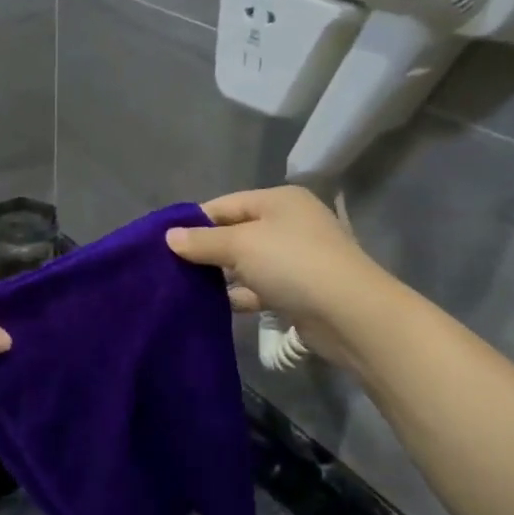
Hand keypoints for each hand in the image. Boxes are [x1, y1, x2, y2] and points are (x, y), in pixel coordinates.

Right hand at [166, 187, 392, 367]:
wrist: (349, 314)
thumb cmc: (293, 264)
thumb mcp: (241, 245)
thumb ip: (203, 241)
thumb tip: (169, 236)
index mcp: (280, 201)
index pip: (226, 204)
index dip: (195, 221)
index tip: (164, 243)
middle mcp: (290, 224)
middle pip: (237, 233)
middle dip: (206, 251)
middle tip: (170, 269)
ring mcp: (297, 258)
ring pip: (247, 264)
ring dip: (222, 276)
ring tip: (185, 290)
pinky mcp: (299, 291)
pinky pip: (260, 288)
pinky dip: (241, 296)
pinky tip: (215, 308)